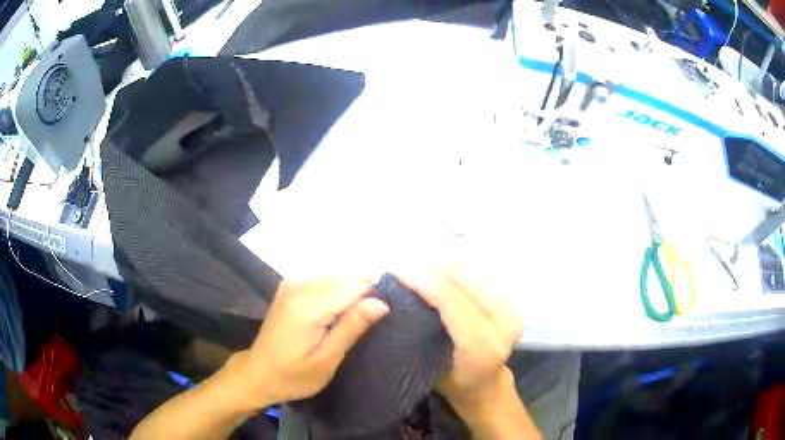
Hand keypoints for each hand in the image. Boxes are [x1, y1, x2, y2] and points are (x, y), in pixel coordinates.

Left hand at [229, 277, 388, 409]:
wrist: (258, 373)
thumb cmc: (293, 375)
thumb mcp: (326, 360)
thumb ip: (351, 328)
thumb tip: (381, 303)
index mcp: (308, 305)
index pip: (355, 286)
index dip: (373, 299)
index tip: (381, 318)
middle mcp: (299, 285)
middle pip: (347, 277)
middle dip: (363, 295)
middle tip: (366, 325)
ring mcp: (292, 283)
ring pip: (337, 275)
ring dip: (350, 293)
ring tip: (352, 321)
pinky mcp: (290, 286)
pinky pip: (324, 279)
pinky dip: (337, 291)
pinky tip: (336, 313)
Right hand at [400, 266, 522, 409]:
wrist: (486, 385)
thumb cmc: (453, 382)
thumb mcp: (428, 364)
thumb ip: (419, 331)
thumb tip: (398, 295)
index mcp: (481, 346)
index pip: (450, 301)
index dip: (423, 282)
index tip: (397, 272)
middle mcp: (503, 324)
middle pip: (463, 282)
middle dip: (432, 270)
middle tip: (406, 268)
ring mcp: (512, 311)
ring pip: (473, 275)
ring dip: (444, 268)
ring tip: (420, 268)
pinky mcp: (512, 304)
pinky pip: (481, 278)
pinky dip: (458, 272)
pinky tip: (440, 272)